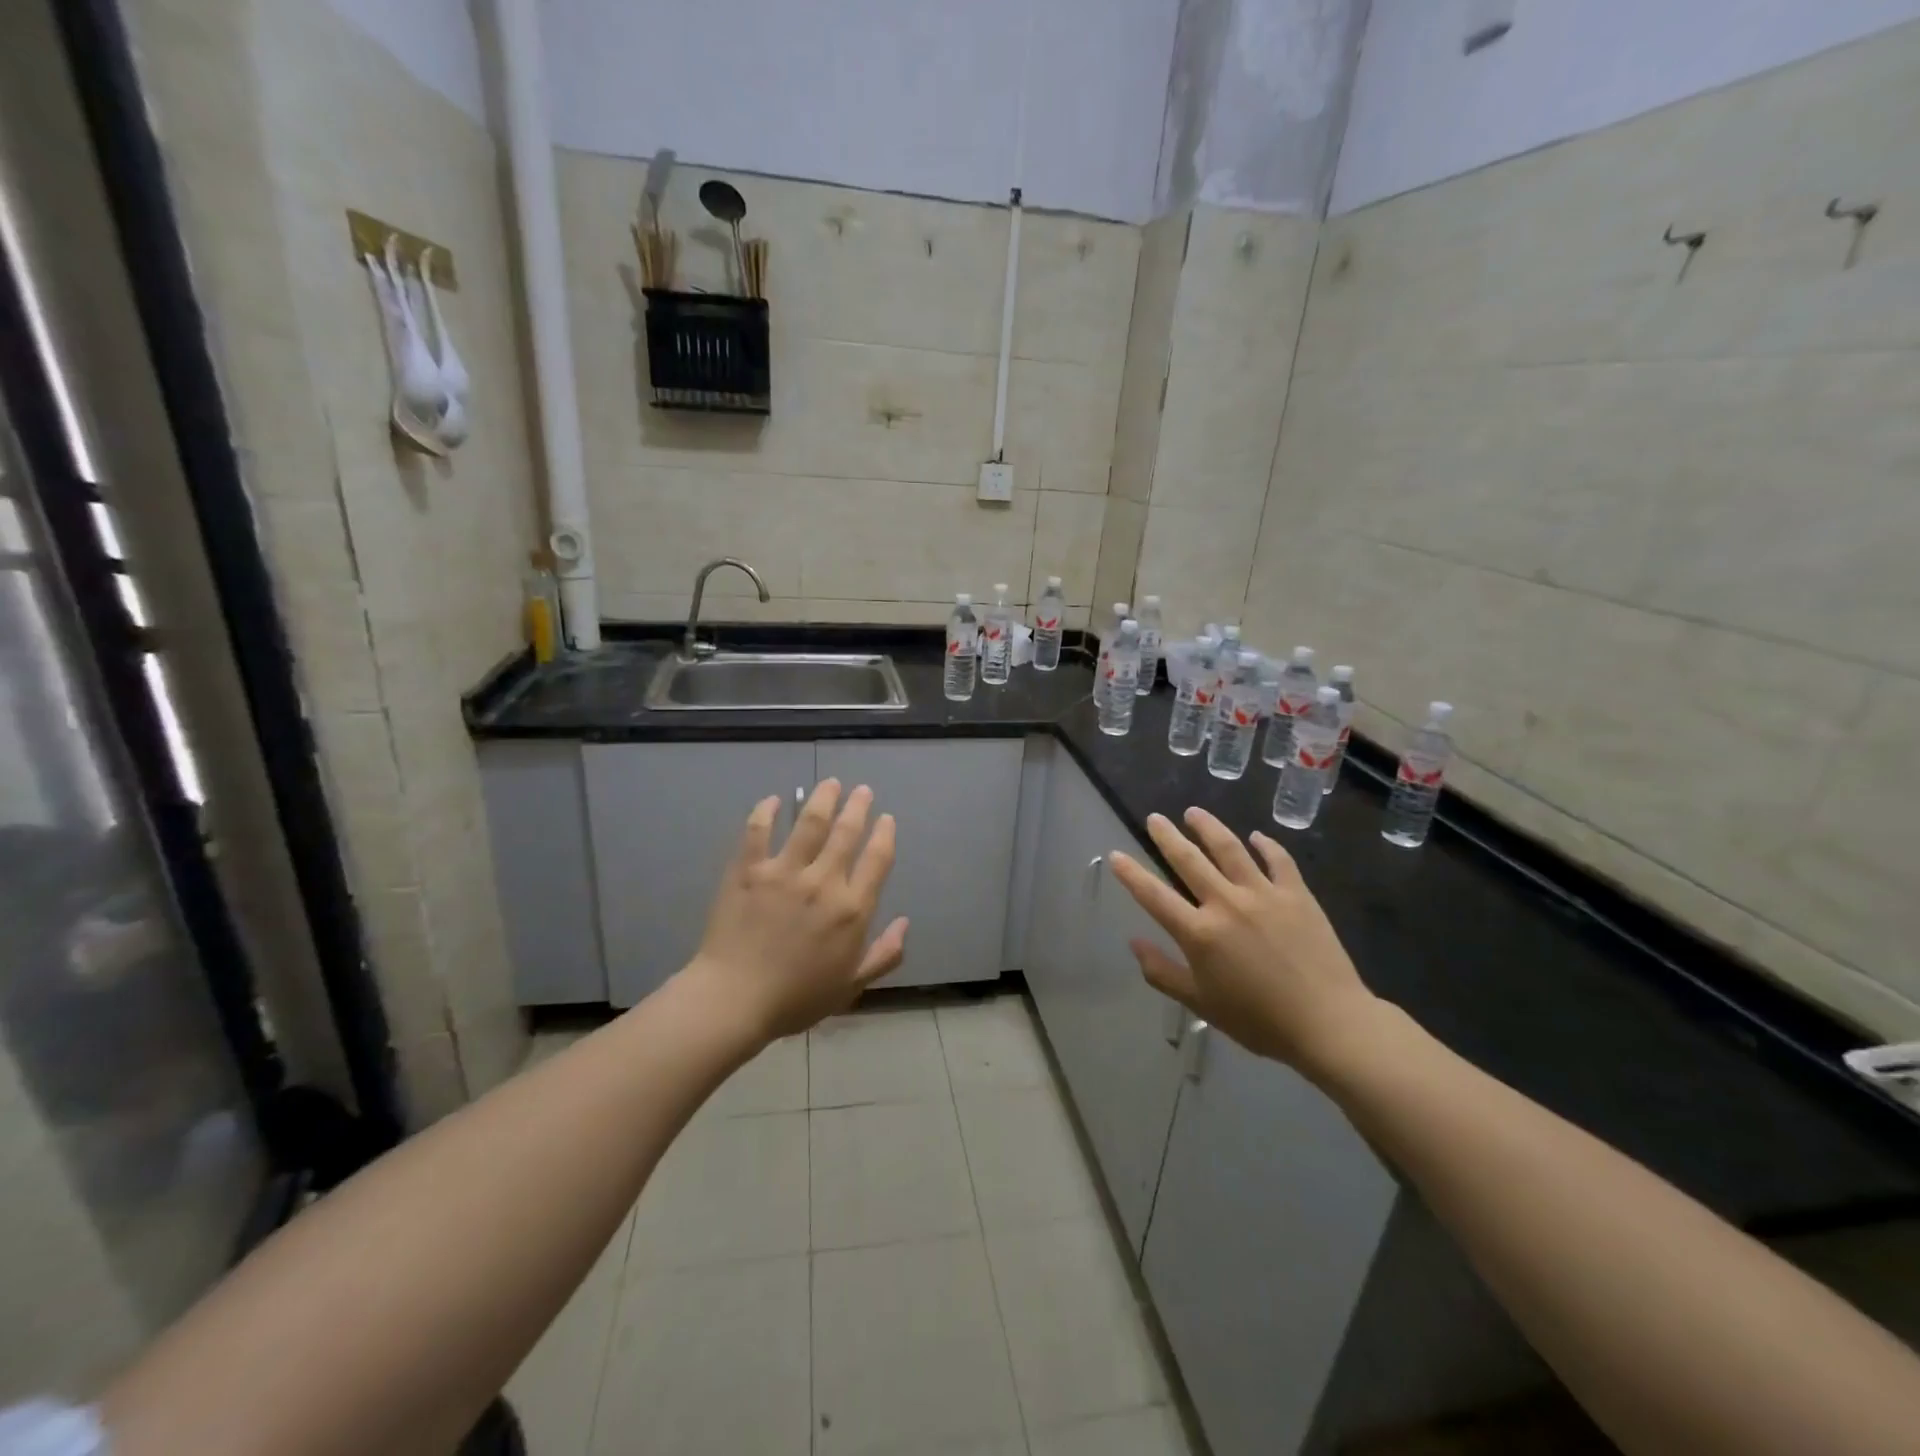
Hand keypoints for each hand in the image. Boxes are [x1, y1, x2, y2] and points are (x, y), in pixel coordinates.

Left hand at [685, 779, 908, 1042]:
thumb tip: (906, 923)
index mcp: (852, 909)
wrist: (734, 1000)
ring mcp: (784, 871)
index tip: (886, 819)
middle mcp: (823, 881)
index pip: (877, 859)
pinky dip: (766, 811)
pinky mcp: (749, 869)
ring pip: (809, 822)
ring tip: (830, 783)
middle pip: (847, 832)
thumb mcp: (851, 985)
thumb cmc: (796, 998)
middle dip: (858, 806)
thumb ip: (883, 955)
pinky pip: (758, 831)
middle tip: (862, 790)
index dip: (884, 834)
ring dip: (822, 798)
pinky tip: (773, 800)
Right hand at [1107, 807, 1383, 1076]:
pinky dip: (1266, 845)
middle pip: (1189, 860)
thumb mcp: (1201, 1004)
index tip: (1116, 855)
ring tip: (1194, 813)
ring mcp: (1263, 894)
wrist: (1329, 1023)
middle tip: (1155, 818)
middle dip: (1167, 837)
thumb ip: (1163, 973)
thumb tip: (1134, 943)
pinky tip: (1256, 837)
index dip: (1131, 874)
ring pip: (1230, 849)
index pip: (1154, 896)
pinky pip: (1278, 860)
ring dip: (1209, 828)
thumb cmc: (1259, 1021)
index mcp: (1199, 933)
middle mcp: (1226, 904)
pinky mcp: (1297, 894)